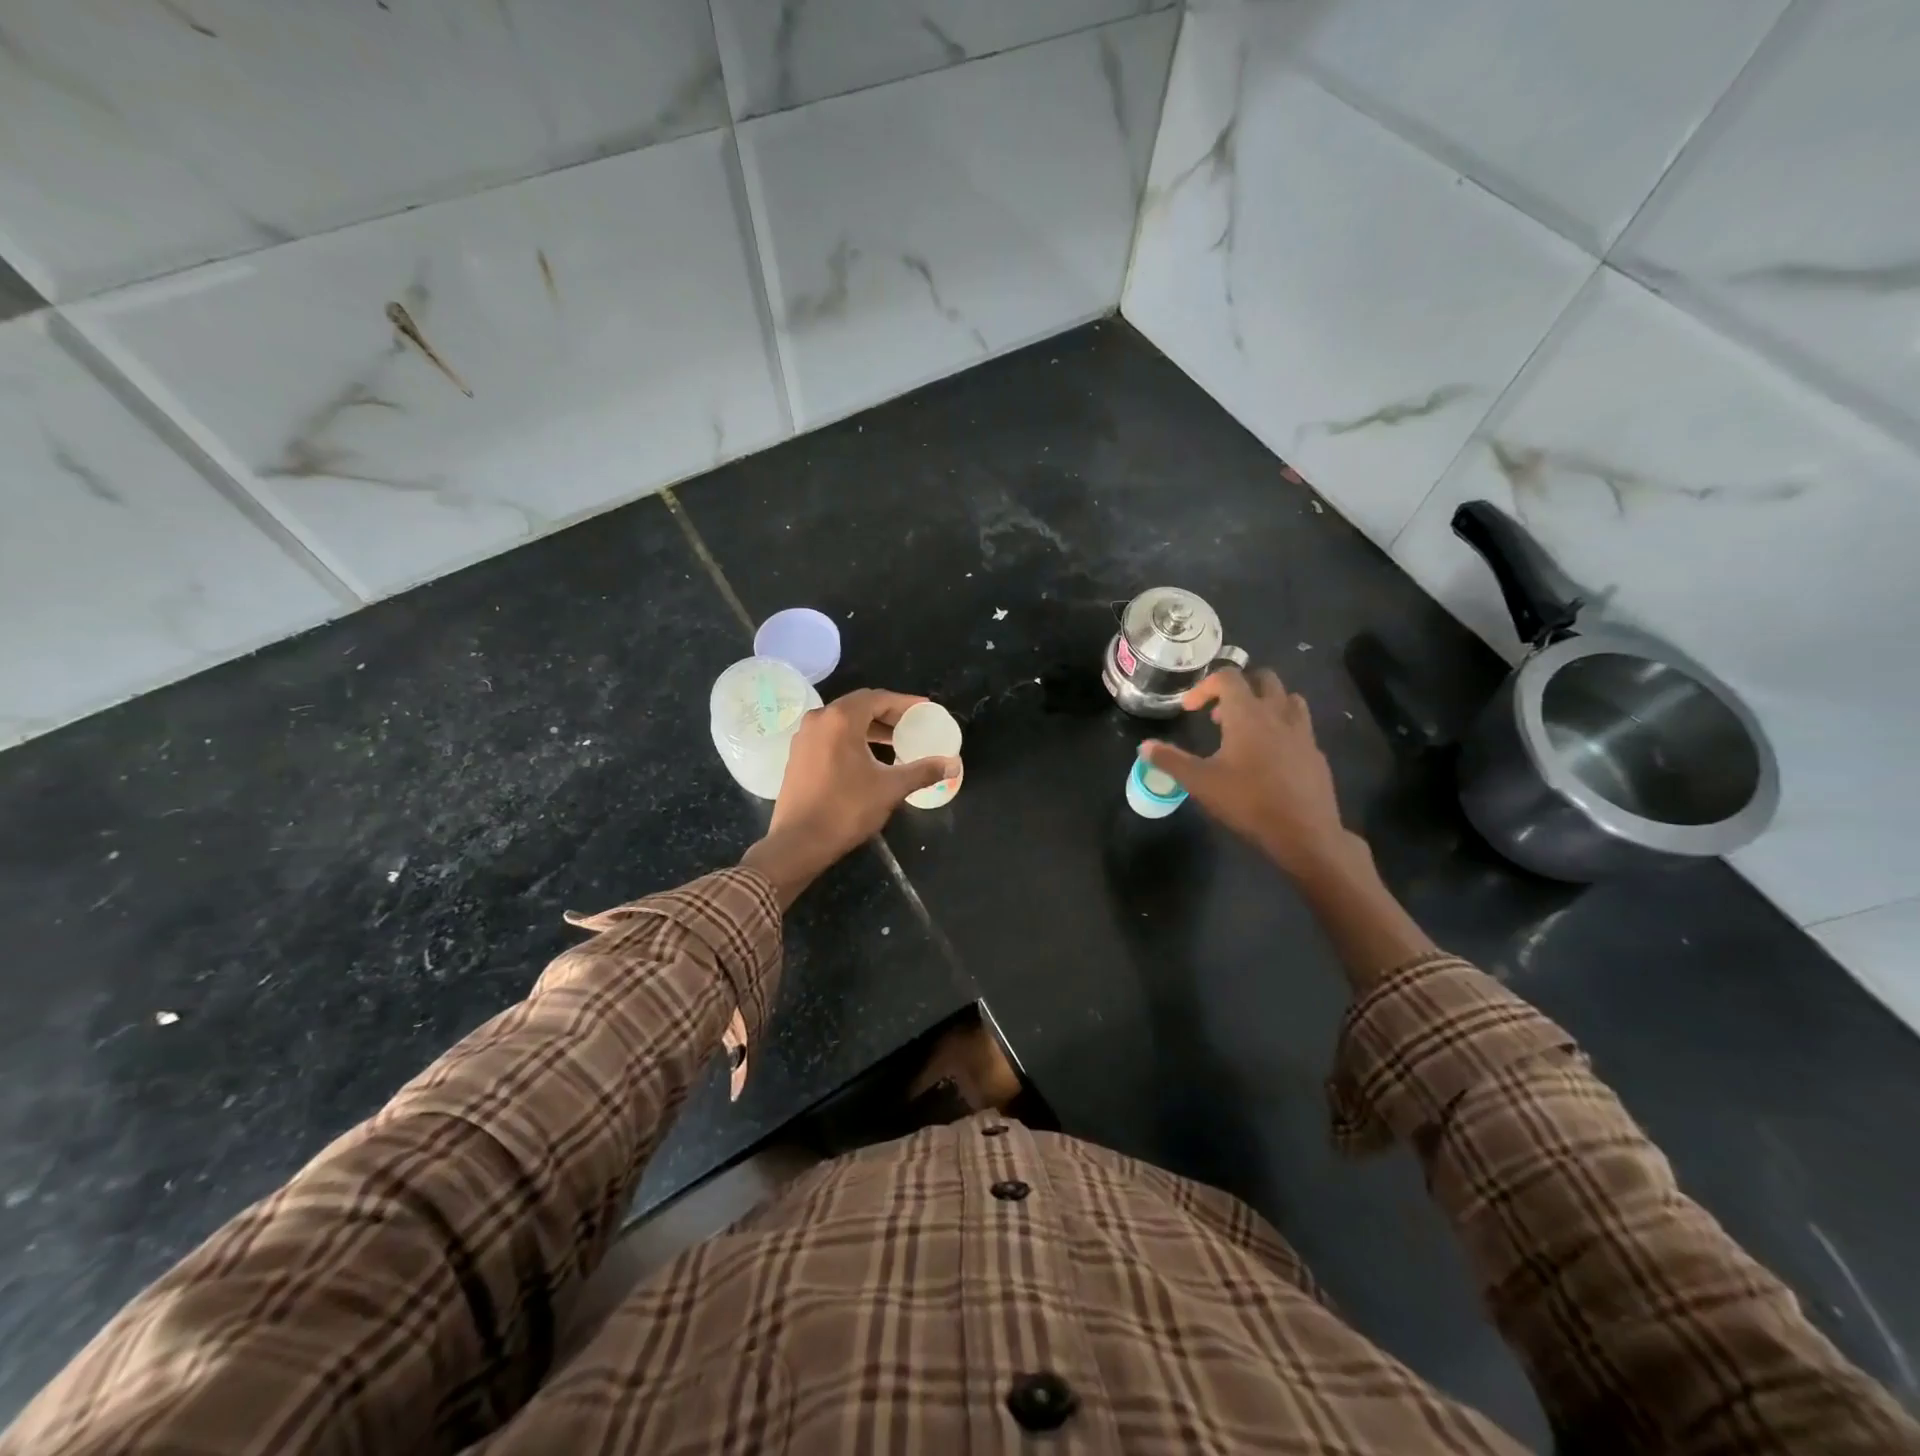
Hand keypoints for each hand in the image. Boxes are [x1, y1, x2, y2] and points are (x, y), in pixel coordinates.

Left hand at [741, 689, 960, 907]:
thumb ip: (923, 771)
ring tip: (895, 743)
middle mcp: (819, 719)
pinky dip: (852, 739)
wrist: (798, 842)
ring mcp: (804, 737)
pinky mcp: (798, 755)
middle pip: (860, 706)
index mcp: (841, 719)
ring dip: (870, 728)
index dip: (906, 703)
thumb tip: (953, 764)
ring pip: (843, 721)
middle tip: (913, 726)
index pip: (879, 698)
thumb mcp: (890, 788)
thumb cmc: (846, 809)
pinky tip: (868, 758)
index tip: (926, 710)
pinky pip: (830, 736)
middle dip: (889, 714)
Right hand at [1141, 667, 1352, 879]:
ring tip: (1247, 728)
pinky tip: (1270, 756)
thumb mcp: (1200, 782)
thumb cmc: (1248, 802)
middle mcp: (1278, 713)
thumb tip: (1144, 746)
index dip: (1204, 686)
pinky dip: (1282, 728)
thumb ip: (1170, 760)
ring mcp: (1303, 732)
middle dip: (1239, 687)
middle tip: (1220, 714)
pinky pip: (1300, 726)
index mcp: (1247, 714)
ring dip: (1266, 703)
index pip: (1228, 677)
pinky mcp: (1316, 752)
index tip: (1189, 709)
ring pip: (1288, 698)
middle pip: (1263, 678)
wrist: (1305, 833)